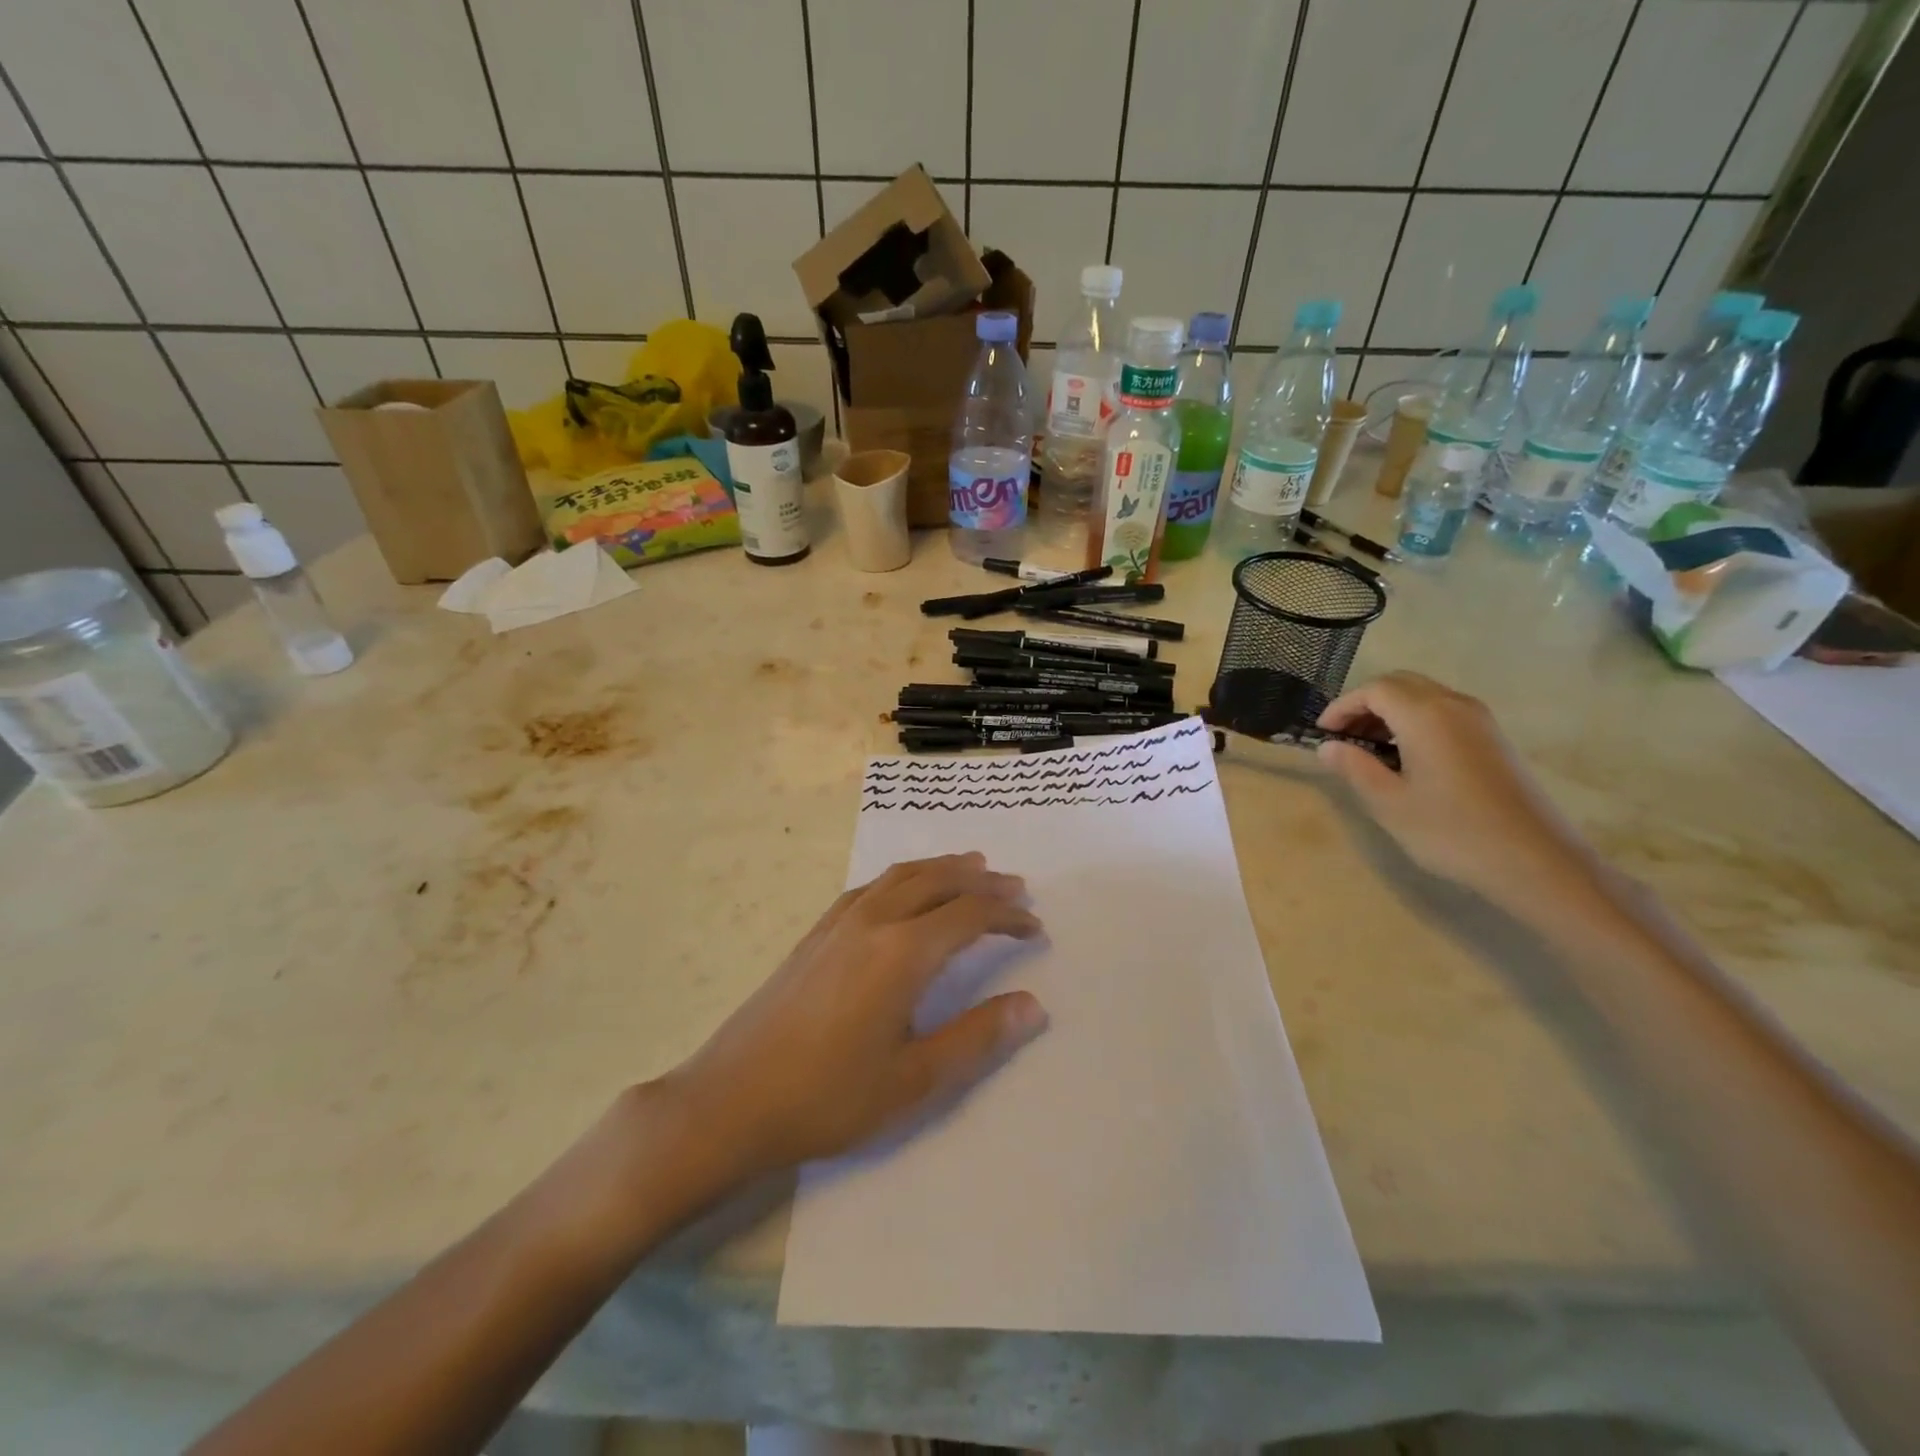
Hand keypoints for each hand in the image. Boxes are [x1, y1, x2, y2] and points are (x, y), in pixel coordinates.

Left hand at [662, 853, 1047, 1184]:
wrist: (730, 1101)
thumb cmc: (827, 1098)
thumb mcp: (913, 1081)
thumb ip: (976, 1038)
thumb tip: (1032, 1005)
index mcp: (901, 953)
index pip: (969, 916)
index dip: (1007, 917)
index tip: (1035, 928)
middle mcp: (873, 922)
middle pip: (937, 882)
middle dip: (981, 880)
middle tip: (1015, 886)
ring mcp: (838, 924)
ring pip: (900, 876)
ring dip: (941, 868)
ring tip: (971, 866)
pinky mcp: (814, 934)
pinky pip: (869, 887)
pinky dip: (902, 877)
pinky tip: (902, 891)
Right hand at [1314, 672, 1603, 916]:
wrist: (1535, 860)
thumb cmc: (1451, 831)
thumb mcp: (1389, 803)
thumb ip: (1355, 767)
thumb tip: (1328, 747)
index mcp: (1425, 715)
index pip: (1374, 690)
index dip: (1342, 707)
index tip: (1322, 735)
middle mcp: (1455, 705)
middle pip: (1401, 684)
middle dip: (1365, 704)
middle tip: (1344, 737)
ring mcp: (1480, 721)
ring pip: (1425, 696)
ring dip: (1391, 712)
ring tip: (1370, 749)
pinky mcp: (1495, 739)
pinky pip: (1445, 712)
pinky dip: (1416, 722)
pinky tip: (1407, 758)